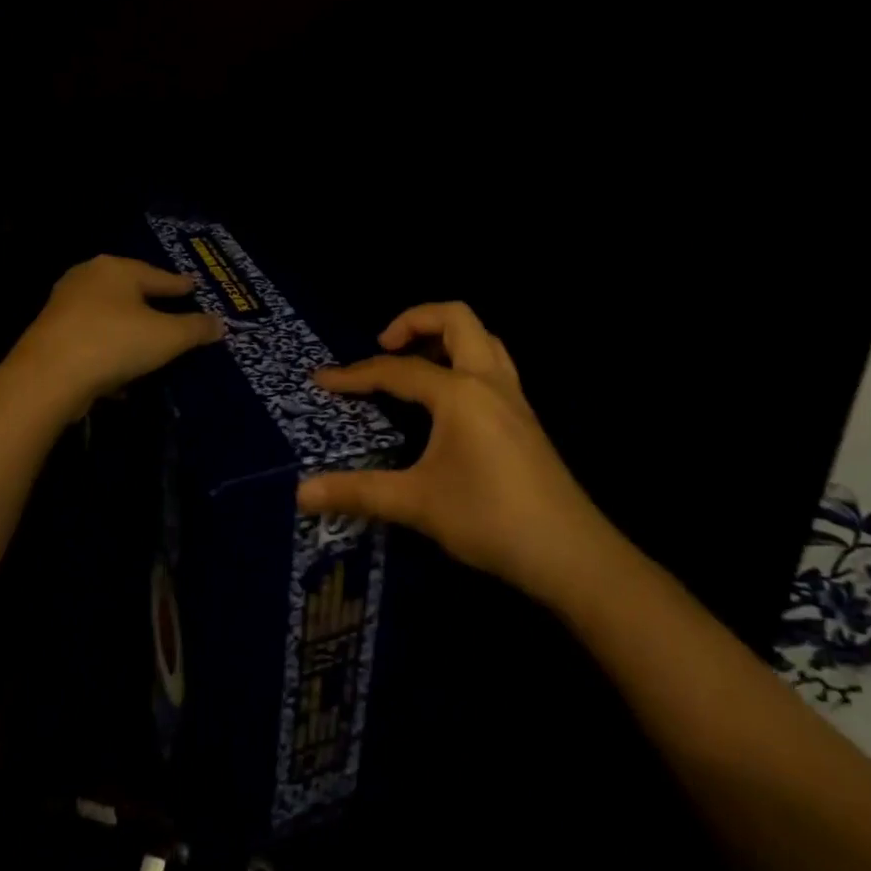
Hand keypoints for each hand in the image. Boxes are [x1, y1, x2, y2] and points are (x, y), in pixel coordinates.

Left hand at [11, 256, 223, 410]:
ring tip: (149, 341)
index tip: (193, 287)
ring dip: (128, 328)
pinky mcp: (50, 334)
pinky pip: (92, 337)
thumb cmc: (114, 343)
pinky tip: (121, 369)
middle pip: (130, 290)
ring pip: (108, 314)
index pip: (158, 275)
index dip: (179, 285)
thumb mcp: (167, 337)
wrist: (46, 378)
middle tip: (172, 308)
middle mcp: (87, 278)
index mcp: (116, 268)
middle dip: (151, 302)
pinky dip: (109, 347)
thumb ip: (195, 328)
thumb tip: (219, 323)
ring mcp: (64, 305)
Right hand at [297, 302, 604, 600]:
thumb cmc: (490, 519)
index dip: (356, 374)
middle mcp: (488, 380)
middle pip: (456, 318)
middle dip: (415, 320)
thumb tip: (301, 493)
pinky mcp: (525, 415)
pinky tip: (450, 397)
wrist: (570, 553)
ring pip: (482, 337)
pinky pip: (493, 363)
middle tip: (385, 346)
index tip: (322, 381)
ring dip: (446, 335)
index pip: (398, 369)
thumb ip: (358, 492)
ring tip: (416, 362)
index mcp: (459, 392)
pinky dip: (466, 358)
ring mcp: (513, 396)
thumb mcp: (418, 504)